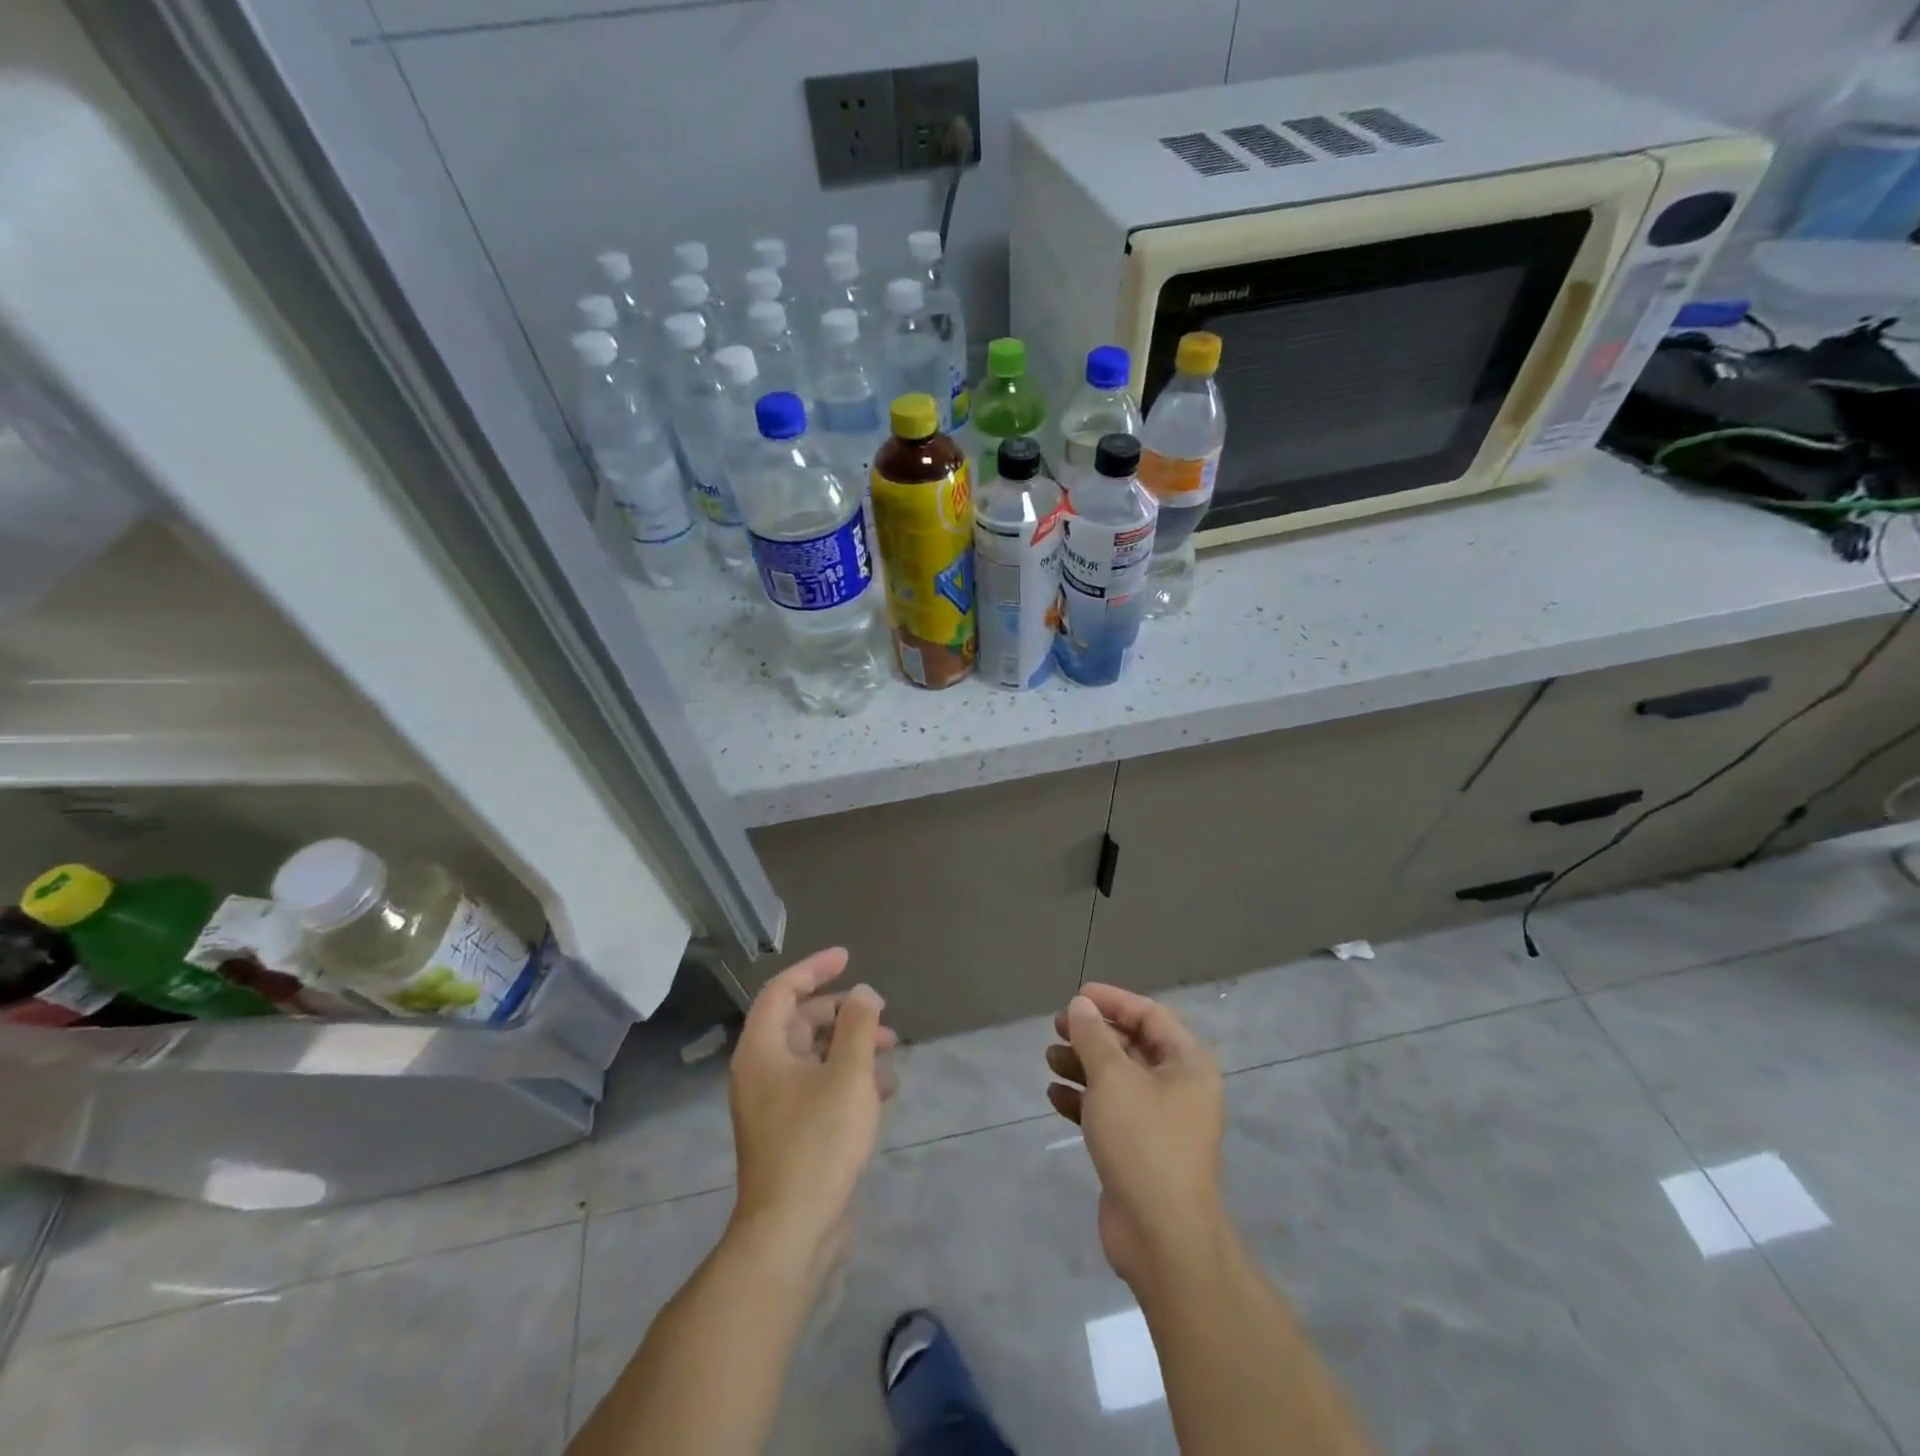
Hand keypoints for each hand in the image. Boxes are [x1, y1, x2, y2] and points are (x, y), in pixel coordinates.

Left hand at [728, 947, 896, 1276]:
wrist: (792, 1232)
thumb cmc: (818, 1142)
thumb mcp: (848, 1075)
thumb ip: (859, 1026)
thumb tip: (864, 993)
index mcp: (762, 1050)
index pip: (782, 990)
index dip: (814, 968)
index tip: (848, 957)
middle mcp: (761, 1072)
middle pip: (799, 1022)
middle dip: (842, 1012)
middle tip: (880, 1013)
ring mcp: (774, 1105)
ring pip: (813, 1056)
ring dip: (850, 1045)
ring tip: (890, 1049)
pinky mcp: (790, 1132)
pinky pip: (819, 1086)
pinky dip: (848, 1077)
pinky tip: (882, 1089)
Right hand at [1046, 983, 1225, 1286]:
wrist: (1161, 1237)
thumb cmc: (1143, 1141)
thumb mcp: (1113, 1078)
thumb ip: (1094, 1036)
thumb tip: (1081, 1004)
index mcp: (1187, 1063)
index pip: (1149, 1015)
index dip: (1112, 1001)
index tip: (1076, 996)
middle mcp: (1179, 1087)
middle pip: (1131, 1045)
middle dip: (1093, 1034)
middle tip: (1057, 1026)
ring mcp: (1160, 1121)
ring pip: (1117, 1078)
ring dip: (1083, 1065)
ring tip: (1049, 1058)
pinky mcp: (1139, 1149)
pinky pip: (1110, 1111)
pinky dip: (1083, 1099)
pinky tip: (1055, 1095)